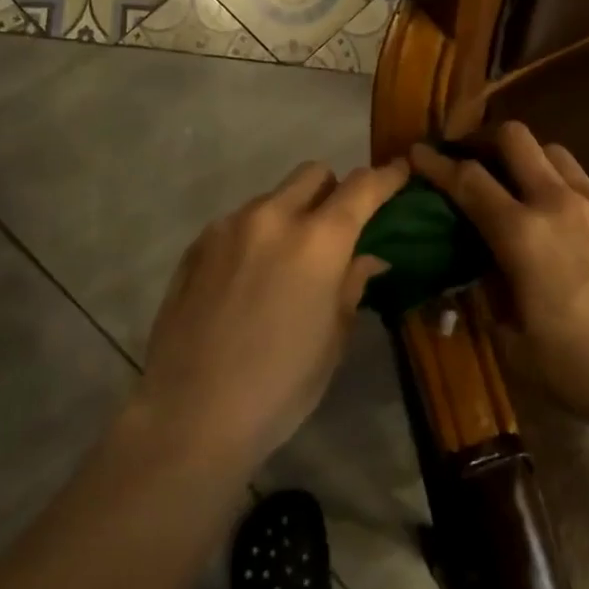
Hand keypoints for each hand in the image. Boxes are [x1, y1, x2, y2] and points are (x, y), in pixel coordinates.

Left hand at [138, 158, 408, 470]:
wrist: (190, 415)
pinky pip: (239, 222)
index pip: (362, 188)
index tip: (399, 172)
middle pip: (313, 173)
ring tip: (288, 261)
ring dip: (292, 214)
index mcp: (318, 242)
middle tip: (338, 228)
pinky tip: (250, 278)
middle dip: (334, 190)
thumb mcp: (332, 339)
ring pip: (273, 197)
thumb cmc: (279, 386)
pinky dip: (257, 234)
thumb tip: (369, 257)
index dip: (386, 177)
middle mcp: (272, 218)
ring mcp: (229, 228)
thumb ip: (351, 284)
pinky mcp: (197, 245)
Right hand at [410, 123, 588, 434]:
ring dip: (527, 158)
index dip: (436, 164)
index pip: (468, 181)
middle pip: (516, 139)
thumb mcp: (515, 347)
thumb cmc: (583, 368)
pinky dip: (561, 185)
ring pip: (555, 153)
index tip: (417, 153)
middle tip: (470, 159)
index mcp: (522, 234)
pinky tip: (562, 221)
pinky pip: (584, 183)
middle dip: (484, 139)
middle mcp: (557, 204)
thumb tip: (480, 275)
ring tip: (516, 185)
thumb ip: (489, 302)